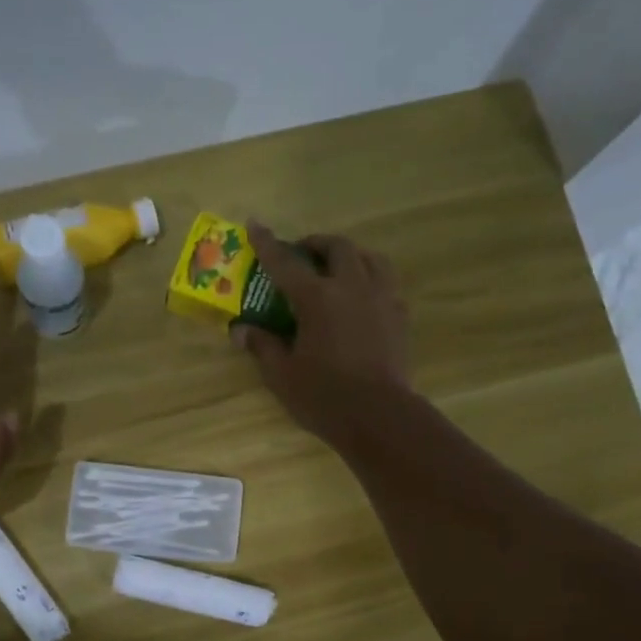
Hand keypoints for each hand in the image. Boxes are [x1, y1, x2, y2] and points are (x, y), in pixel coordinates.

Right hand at [234, 223, 410, 446]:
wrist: (380, 416)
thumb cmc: (324, 397)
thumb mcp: (282, 375)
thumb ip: (262, 346)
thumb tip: (240, 330)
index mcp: (317, 298)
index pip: (285, 263)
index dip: (267, 243)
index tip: (254, 224)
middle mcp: (352, 287)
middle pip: (337, 248)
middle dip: (315, 244)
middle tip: (301, 255)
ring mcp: (382, 299)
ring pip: (370, 258)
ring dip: (350, 256)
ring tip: (337, 268)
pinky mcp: (400, 317)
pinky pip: (386, 284)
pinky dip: (370, 280)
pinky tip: (362, 298)